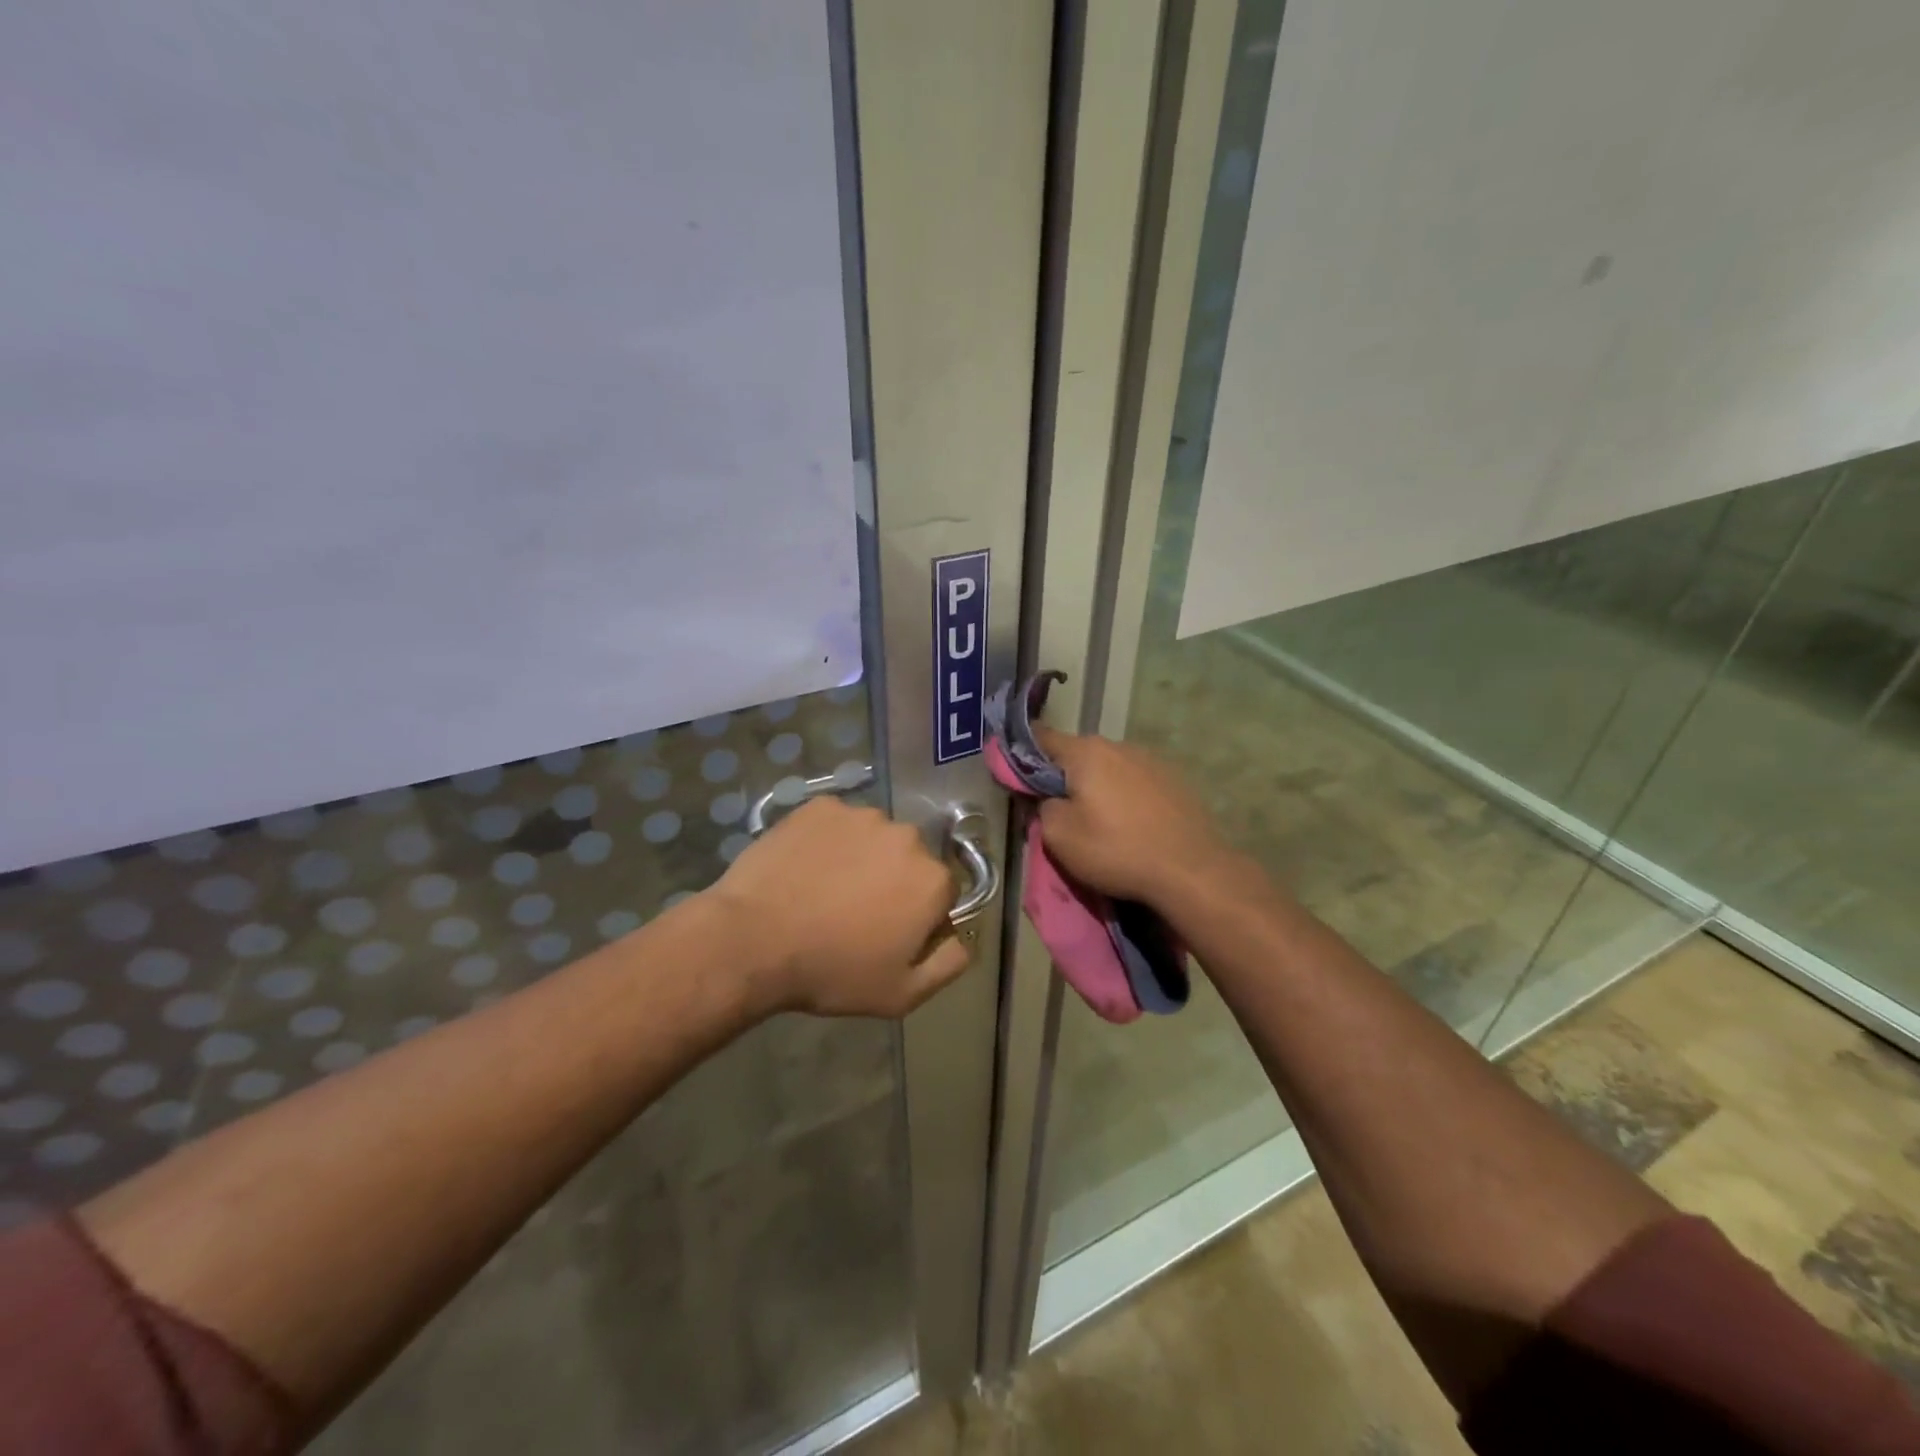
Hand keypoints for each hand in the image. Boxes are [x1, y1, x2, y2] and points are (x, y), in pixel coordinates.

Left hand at [708, 797, 970, 1017]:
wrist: (753, 940)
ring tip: (824, 890)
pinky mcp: (821, 805)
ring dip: (861, 857)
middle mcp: (907, 836)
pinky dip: (827, 841)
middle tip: (854, 913)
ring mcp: (861, 815)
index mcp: (932, 880)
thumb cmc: (832, 972)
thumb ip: (948, 964)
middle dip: (892, 881)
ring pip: (873, 837)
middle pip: (909, 859)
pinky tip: (804, 868)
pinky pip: (835, 823)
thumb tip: (964, 938)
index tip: (888, 935)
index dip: (918, 916)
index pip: (941, 893)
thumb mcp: (901, 994)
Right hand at [1032, 726, 1238, 910]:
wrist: (1191, 871)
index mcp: (1085, 752)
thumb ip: (1043, 808)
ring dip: (1098, 786)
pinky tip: (1132, 824)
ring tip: (1100, 821)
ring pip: (1109, 768)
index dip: (1022, 754)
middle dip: (1064, 776)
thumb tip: (1049, 799)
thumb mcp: (1060, 837)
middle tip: (1059, 809)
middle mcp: (1118, 746)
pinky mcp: (1175, 780)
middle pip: (1077, 754)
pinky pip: (1136, 782)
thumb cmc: (1117, 850)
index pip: (1041, 737)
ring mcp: (1151, 760)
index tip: (1016, 776)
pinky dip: (1126, 796)